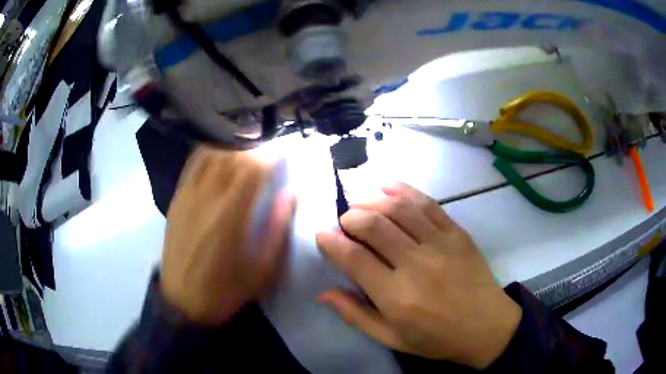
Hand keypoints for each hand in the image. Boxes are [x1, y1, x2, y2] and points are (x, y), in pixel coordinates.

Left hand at [161, 146, 294, 324]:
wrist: (182, 301)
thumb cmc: (225, 289)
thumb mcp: (262, 269)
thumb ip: (277, 228)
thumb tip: (289, 194)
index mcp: (231, 215)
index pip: (253, 168)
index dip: (272, 156)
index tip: (284, 155)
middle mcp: (208, 197)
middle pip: (234, 155)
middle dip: (256, 150)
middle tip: (268, 157)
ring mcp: (188, 195)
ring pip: (212, 154)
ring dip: (234, 149)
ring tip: (246, 156)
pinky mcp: (177, 198)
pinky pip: (193, 164)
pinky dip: (211, 153)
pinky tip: (220, 157)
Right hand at [316, 183, 520, 368]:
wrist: (487, 327)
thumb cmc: (437, 339)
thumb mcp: (392, 339)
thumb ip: (356, 316)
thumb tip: (324, 293)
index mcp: (396, 296)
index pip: (354, 259)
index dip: (331, 243)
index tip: (322, 236)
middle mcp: (416, 264)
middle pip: (374, 226)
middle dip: (350, 218)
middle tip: (344, 222)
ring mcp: (440, 244)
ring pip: (399, 209)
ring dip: (373, 200)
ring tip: (360, 202)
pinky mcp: (457, 233)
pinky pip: (428, 204)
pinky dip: (404, 190)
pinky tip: (388, 186)